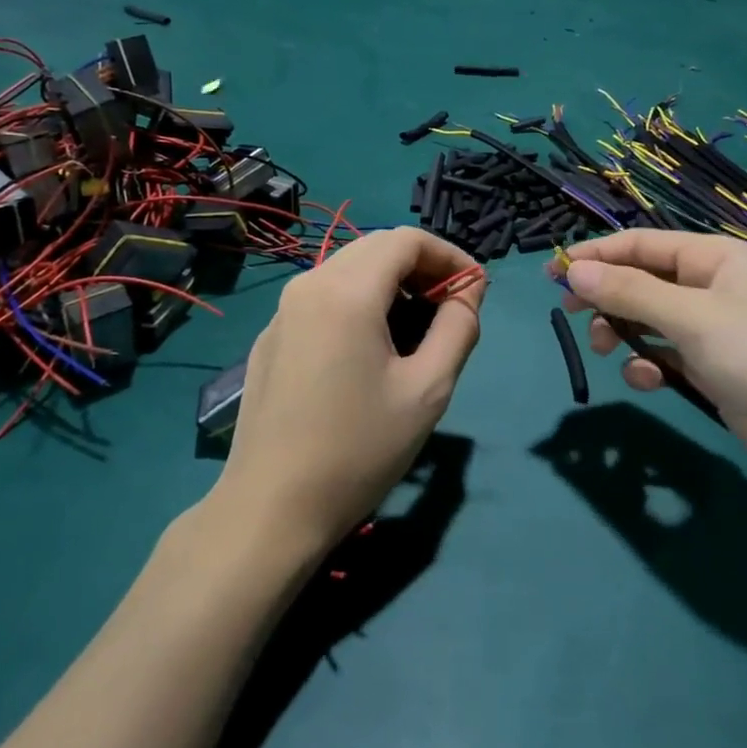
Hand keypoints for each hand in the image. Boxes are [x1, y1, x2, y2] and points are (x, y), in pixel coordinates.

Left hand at [214, 229, 484, 555]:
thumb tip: (468, 292)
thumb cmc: (358, 450)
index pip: (406, 240)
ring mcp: (283, 312)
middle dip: (421, 267)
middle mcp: (308, 285)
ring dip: (391, 284)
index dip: (449, 255)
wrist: (272, 507)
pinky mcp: (271, 338)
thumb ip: (458, 328)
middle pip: (375, 248)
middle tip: (451, 308)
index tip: (475, 291)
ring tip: (417, 330)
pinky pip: (324, 298)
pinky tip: (371, 351)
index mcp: (346, 292)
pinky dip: (359, 303)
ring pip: (348, 270)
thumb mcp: (427, 390)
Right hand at [555, 230, 746, 502]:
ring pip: (650, 319)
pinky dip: (649, 364)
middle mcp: (713, 286)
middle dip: (608, 297)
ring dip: (625, 332)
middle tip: (573, 315)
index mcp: (714, 258)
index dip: (596, 255)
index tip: (552, 273)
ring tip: (607, 350)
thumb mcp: (692, 318)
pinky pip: (667, 354)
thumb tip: (574, 270)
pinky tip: (648, 381)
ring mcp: (714, 329)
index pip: (641, 243)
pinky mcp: (715, 368)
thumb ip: (630, 292)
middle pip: (642, 280)